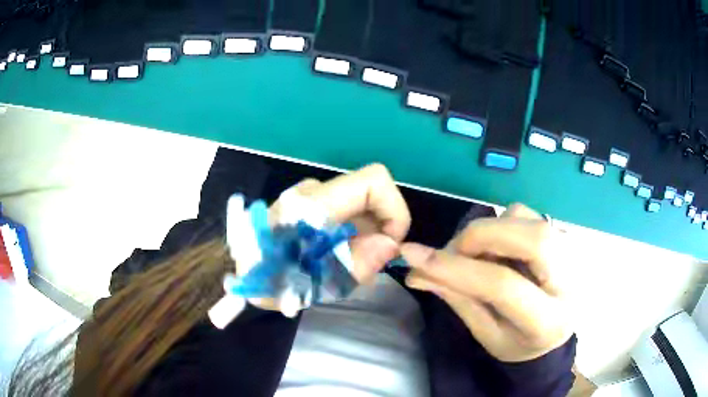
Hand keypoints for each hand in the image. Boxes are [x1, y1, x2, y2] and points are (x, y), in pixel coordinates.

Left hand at [253, 164, 409, 315]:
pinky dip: (354, 234)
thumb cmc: (272, 280)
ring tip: (347, 265)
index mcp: (316, 203)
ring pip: (361, 206)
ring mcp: (312, 195)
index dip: (394, 209)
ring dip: (367, 235)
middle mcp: (316, 189)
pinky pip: (347, 212)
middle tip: (368, 264)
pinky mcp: (310, 204)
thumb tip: (392, 243)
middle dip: (381, 229)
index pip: (374, 180)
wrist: (241, 272)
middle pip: (371, 195)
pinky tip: (337, 257)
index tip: (390, 244)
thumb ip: (359, 263)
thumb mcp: (318, 284)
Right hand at [401, 204, 571, 361]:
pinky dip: (500, 224)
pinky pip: (526, 214)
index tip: (415, 255)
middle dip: (479, 237)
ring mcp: (570, 251)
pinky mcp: (563, 236)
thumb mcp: (487, 335)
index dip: (457, 268)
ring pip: (525, 218)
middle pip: (529, 238)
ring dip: (488, 231)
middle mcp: (567, 279)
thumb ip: (459, 301)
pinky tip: (495, 250)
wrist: (556, 335)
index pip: (503, 285)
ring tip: (474, 257)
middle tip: (451, 252)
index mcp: (547, 320)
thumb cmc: (519, 344)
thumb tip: (419, 271)